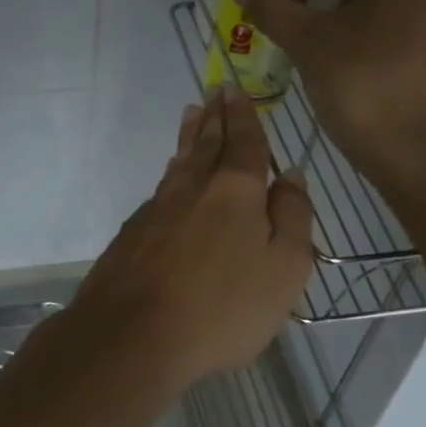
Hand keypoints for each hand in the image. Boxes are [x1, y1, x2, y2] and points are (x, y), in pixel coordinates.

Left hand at [70, 86, 313, 391]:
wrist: (133, 336)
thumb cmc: (223, 307)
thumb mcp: (284, 268)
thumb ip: (293, 217)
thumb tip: (291, 175)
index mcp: (236, 190)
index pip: (244, 142)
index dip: (244, 116)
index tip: (236, 90)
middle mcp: (193, 188)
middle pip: (206, 143)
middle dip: (214, 117)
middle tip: (214, 92)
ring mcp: (157, 210)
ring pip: (179, 164)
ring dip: (188, 137)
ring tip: (191, 116)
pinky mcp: (132, 234)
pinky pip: (160, 190)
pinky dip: (171, 173)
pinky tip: (171, 177)